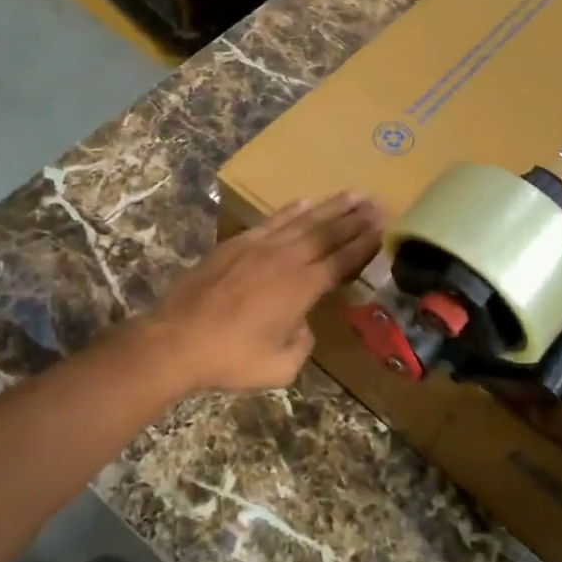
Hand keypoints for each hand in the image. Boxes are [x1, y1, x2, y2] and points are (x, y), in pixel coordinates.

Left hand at [144, 192, 384, 394]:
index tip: (384, 226)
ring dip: (330, 206)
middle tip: (378, 201)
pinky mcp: (236, 244)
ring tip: (353, 193)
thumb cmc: (230, 358)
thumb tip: (303, 324)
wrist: (176, 340)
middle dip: (355, 217)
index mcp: (302, 288)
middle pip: (328, 232)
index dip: (364, 244)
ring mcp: (259, 247)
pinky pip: (272, 220)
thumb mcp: (280, 367)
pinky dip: (291, 210)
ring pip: (303, 220)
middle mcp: (286, 259)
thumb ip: (302, 343)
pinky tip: (305, 202)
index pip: (342, 260)